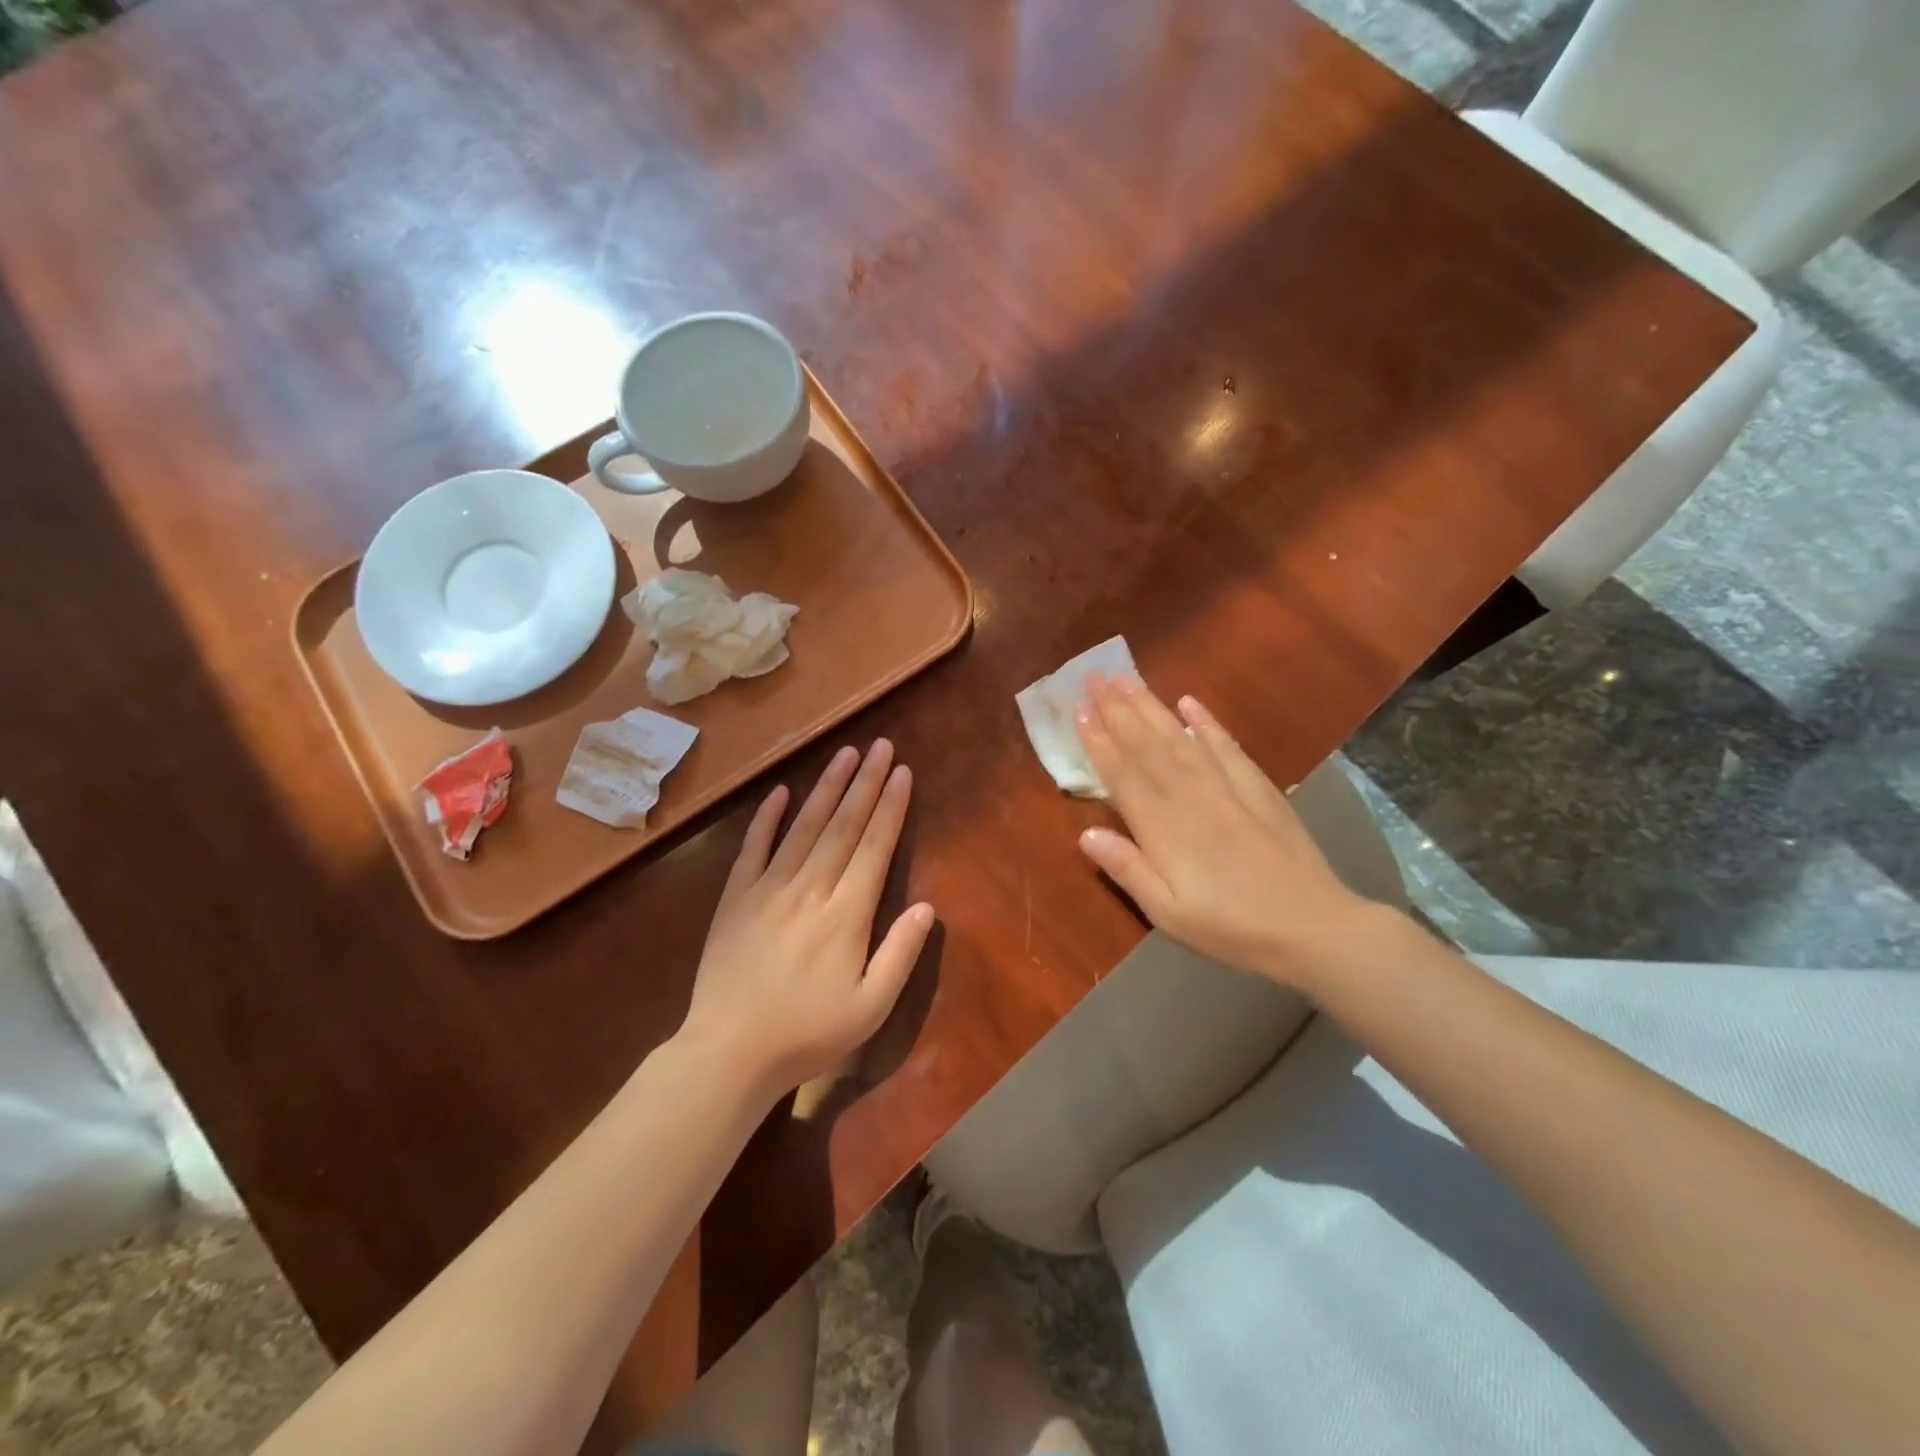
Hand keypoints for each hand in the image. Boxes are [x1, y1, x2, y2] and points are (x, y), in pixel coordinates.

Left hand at [681, 740, 933, 1101]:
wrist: (728, 1053)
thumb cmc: (807, 1035)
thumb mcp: (869, 1008)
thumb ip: (900, 954)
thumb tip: (927, 907)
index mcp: (846, 915)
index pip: (874, 847)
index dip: (891, 807)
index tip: (903, 773)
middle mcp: (810, 889)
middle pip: (843, 826)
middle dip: (866, 783)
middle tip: (881, 746)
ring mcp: (768, 889)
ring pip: (804, 827)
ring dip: (827, 788)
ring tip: (845, 754)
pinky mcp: (736, 898)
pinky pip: (754, 848)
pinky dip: (767, 817)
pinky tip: (781, 791)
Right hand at [1074, 675, 1374, 989]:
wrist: (1312, 927)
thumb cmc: (1230, 928)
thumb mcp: (1168, 913)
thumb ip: (1127, 869)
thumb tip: (1085, 833)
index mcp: (1162, 827)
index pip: (1122, 774)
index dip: (1098, 741)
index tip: (1079, 709)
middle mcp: (1190, 796)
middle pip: (1147, 745)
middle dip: (1117, 709)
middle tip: (1094, 677)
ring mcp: (1226, 788)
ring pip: (1179, 738)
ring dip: (1151, 707)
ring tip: (1127, 678)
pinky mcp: (1258, 788)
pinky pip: (1226, 747)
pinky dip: (1206, 723)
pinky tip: (1190, 703)